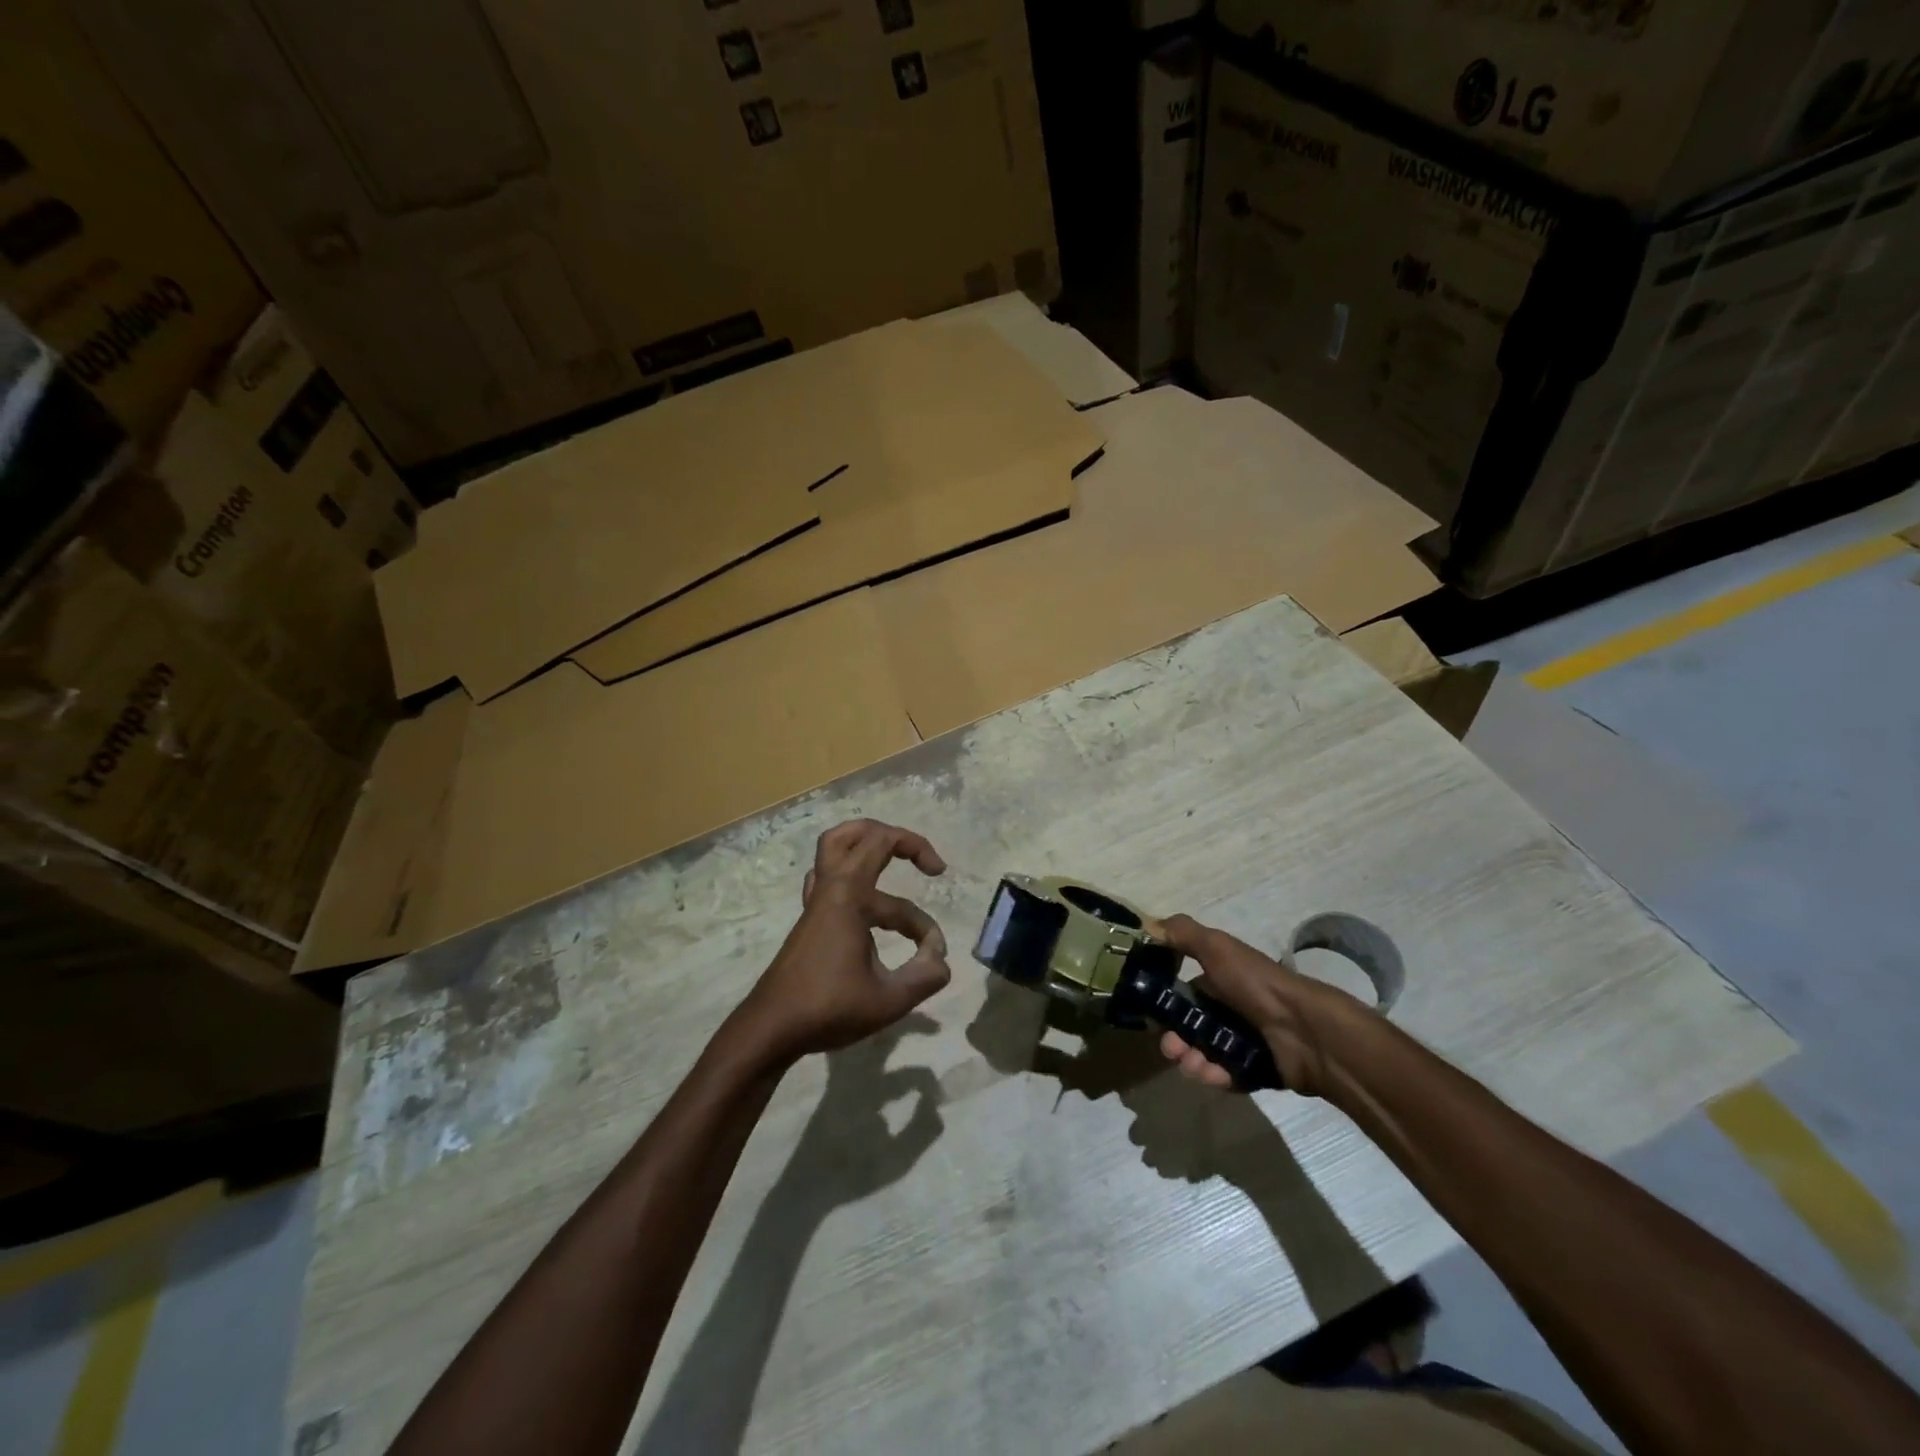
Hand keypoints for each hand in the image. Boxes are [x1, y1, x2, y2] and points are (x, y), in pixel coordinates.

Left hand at [731, 819, 950, 1066]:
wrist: (770, 1030)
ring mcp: (816, 905)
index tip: (933, 941)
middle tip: (921, 860)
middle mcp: (829, 890)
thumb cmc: (828, 1009)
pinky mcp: (811, 923)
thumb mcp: (888, 1000)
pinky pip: (829, 881)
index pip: (888, 852)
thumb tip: (941, 959)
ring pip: (836, 854)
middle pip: (853, 834)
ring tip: (894, 863)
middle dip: (893, 838)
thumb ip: (925, 976)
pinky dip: (853, 879)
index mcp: (848, 895)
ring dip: (868, 851)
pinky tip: (868, 906)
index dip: (921, 868)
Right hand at [1150, 915, 1363, 1097]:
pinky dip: (1214, 1075)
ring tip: (1191, 1063)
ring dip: (1190, 1060)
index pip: (1184, 994)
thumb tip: (1148, 924)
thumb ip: (1183, 933)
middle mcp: (1230, 1009)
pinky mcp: (1254, 1070)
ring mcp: (1243, 1042)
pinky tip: (1211, 1073)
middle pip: (1190, 1028)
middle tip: (1171, 1048)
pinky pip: (1225, 1075)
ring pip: (1203, 1054)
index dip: (1164, 1004)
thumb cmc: (1255, 984)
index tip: (1150, 1015)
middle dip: (1174, 1039)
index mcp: (1221, 980)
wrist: (1304, 1029)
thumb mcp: (1217, 947)